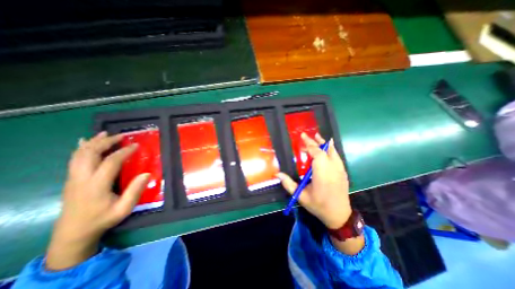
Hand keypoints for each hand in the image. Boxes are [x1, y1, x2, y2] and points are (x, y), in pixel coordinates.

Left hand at [45, 131, 150, 270]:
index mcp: (96, 185)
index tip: (136, 145)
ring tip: (106, 134)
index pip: (110, 162)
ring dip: (93, 142)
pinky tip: (85, 141)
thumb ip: (135, 191)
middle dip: (106, 142)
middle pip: (90, 153)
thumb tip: (147, 174)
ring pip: (79, 154)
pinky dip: (81, 148)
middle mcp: (82, 178)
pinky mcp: (71, 179)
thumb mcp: (124, 209)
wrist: (73, 233)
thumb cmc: (102, 219)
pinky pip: (74, 159)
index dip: (124, 152)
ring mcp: (73, 178)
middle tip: (121, 136)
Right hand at [278, 133, 349, 229]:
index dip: (310, 144)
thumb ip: (288, 184)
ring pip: (333, 152)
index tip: (303, 137)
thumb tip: (277, 174)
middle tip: (307, 136)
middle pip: (325, 150)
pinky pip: (337, 157)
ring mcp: (340, 171)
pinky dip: (331, 149)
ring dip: (324, 143)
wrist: (339, 216)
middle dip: (315, 141)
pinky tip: (328, 147)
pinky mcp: (343, 172)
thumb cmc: (319, 206)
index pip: (317, 154)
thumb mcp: (301, 196)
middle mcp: (333, 170)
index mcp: (322, 175)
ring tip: (317, 136)